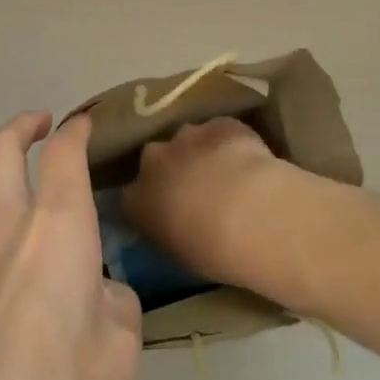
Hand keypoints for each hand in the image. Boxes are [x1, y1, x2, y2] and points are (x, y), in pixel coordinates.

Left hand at [0, 113, 140, 379]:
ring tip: (66, 263)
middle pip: (1, 151)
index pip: (62, 152)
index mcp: (56, 229)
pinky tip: (37, 317)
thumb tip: (98, 293)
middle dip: (23, 126)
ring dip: (23, 205)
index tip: (89, 121)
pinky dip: (15, 257)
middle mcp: (8, 232)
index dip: (76, 128)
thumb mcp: (120, 350)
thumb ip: (115, 303)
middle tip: (44, 125)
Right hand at [124, 117, 298, 290]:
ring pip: (188, 139)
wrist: (248, 215)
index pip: (131, 197)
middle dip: (172, 169)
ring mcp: (187, 136)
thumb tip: (175, 226)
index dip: (149, 201)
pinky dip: (230, 142)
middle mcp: (155, 161)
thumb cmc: (210, 251)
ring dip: (200, 152)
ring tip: (225, 174)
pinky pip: (221, 131)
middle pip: (156, 159)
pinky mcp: (220, 125)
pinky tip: (248, 160)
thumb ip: (168, 233)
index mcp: (137, 200)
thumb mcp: (179, 254)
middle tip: (196, 189)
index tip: (165, 211)